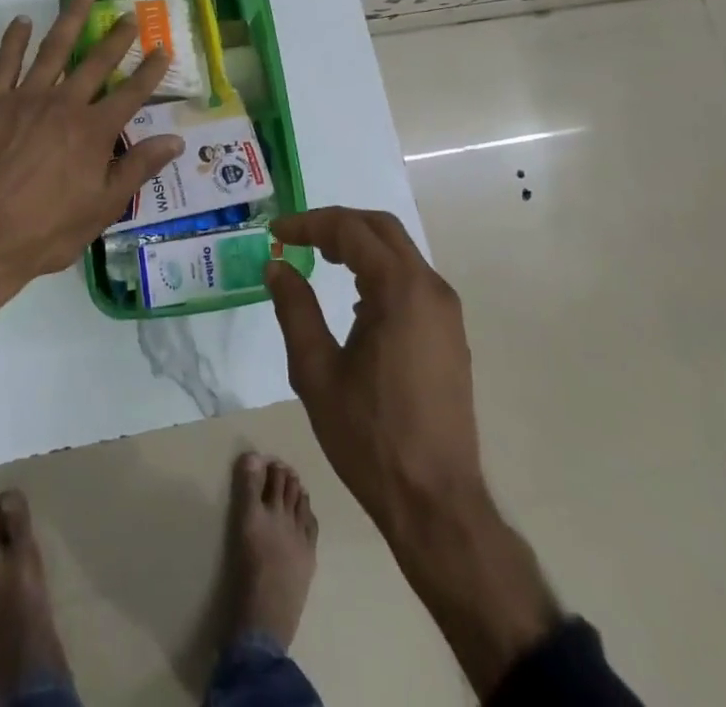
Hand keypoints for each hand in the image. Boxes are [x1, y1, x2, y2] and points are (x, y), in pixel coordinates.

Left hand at [0, 0, 181, 323]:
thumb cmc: (47, 230)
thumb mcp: (103, 208)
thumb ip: (138, 168)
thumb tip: (176, 140)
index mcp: (94, 131)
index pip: (131, 93)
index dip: (150, 70)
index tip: (163, 48)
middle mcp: (64, 104)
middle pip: (96, 62)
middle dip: (116, 37)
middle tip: (129, 15)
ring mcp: (25, 99)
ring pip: (54, 50)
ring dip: (71, 20)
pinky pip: (5, 63)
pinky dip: (13, 39)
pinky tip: (22, 22)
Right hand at [262, 207, 486, 538]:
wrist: (436, 502)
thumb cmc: (369, 436)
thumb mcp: (316, 370)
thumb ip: (294, 309)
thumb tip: (277, 266)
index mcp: (400, 290)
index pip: (350, 230)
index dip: (309, 223)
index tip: (276, 232)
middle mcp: (430, 289)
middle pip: (381, 229)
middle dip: (336, 224)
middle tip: (297, 237)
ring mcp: (446, 312)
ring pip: (399, 252)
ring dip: (358, 246)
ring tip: (318, 258)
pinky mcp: (449, 334)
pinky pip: (411, 280)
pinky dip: (378, 271)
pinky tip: (353, 298)